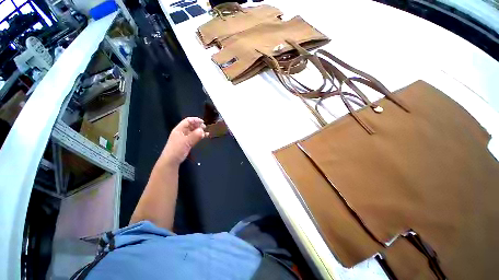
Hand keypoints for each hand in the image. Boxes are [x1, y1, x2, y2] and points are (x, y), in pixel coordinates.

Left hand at [160, 117, 208, 166]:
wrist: (170, 161)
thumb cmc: (177, 149)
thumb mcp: (186, 142)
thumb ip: (195, 135)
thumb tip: (202, 130)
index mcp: (179, 129)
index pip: (188, 121)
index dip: (195, 120)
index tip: (203, 122)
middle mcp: (181, 132)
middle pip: (190, 126)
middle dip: (198, 126)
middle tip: (205, 128)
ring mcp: (183, 139)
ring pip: (192, 132)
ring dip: (198, 132)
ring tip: (206, 133)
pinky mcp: (185, 145)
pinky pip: (192, 138)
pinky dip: (197, 137)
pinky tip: (202, 138)